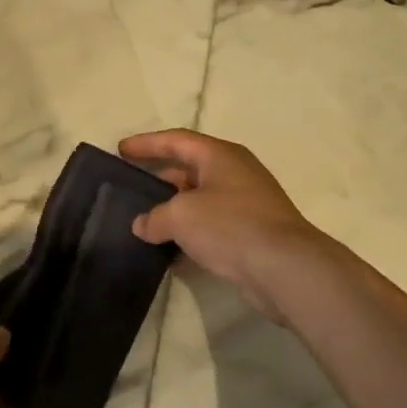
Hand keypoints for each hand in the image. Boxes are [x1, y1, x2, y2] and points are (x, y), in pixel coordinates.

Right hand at [120, 129, 328, 324]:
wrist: (285, 267)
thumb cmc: (230, 225)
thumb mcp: (181, 216)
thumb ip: (154, 217)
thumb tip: (142, 225)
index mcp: (220, 155)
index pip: (176, 140)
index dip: (147, 143)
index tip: (121, 150)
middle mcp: (235, 173)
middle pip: (190, 168)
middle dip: (160, 178)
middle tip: (132, 188)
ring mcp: (247, 203)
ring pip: (201, 199)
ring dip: (174, 209)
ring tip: (145, 221)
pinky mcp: (252, 233)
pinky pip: (213, 225)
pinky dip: (191, 232)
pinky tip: (170, 250)